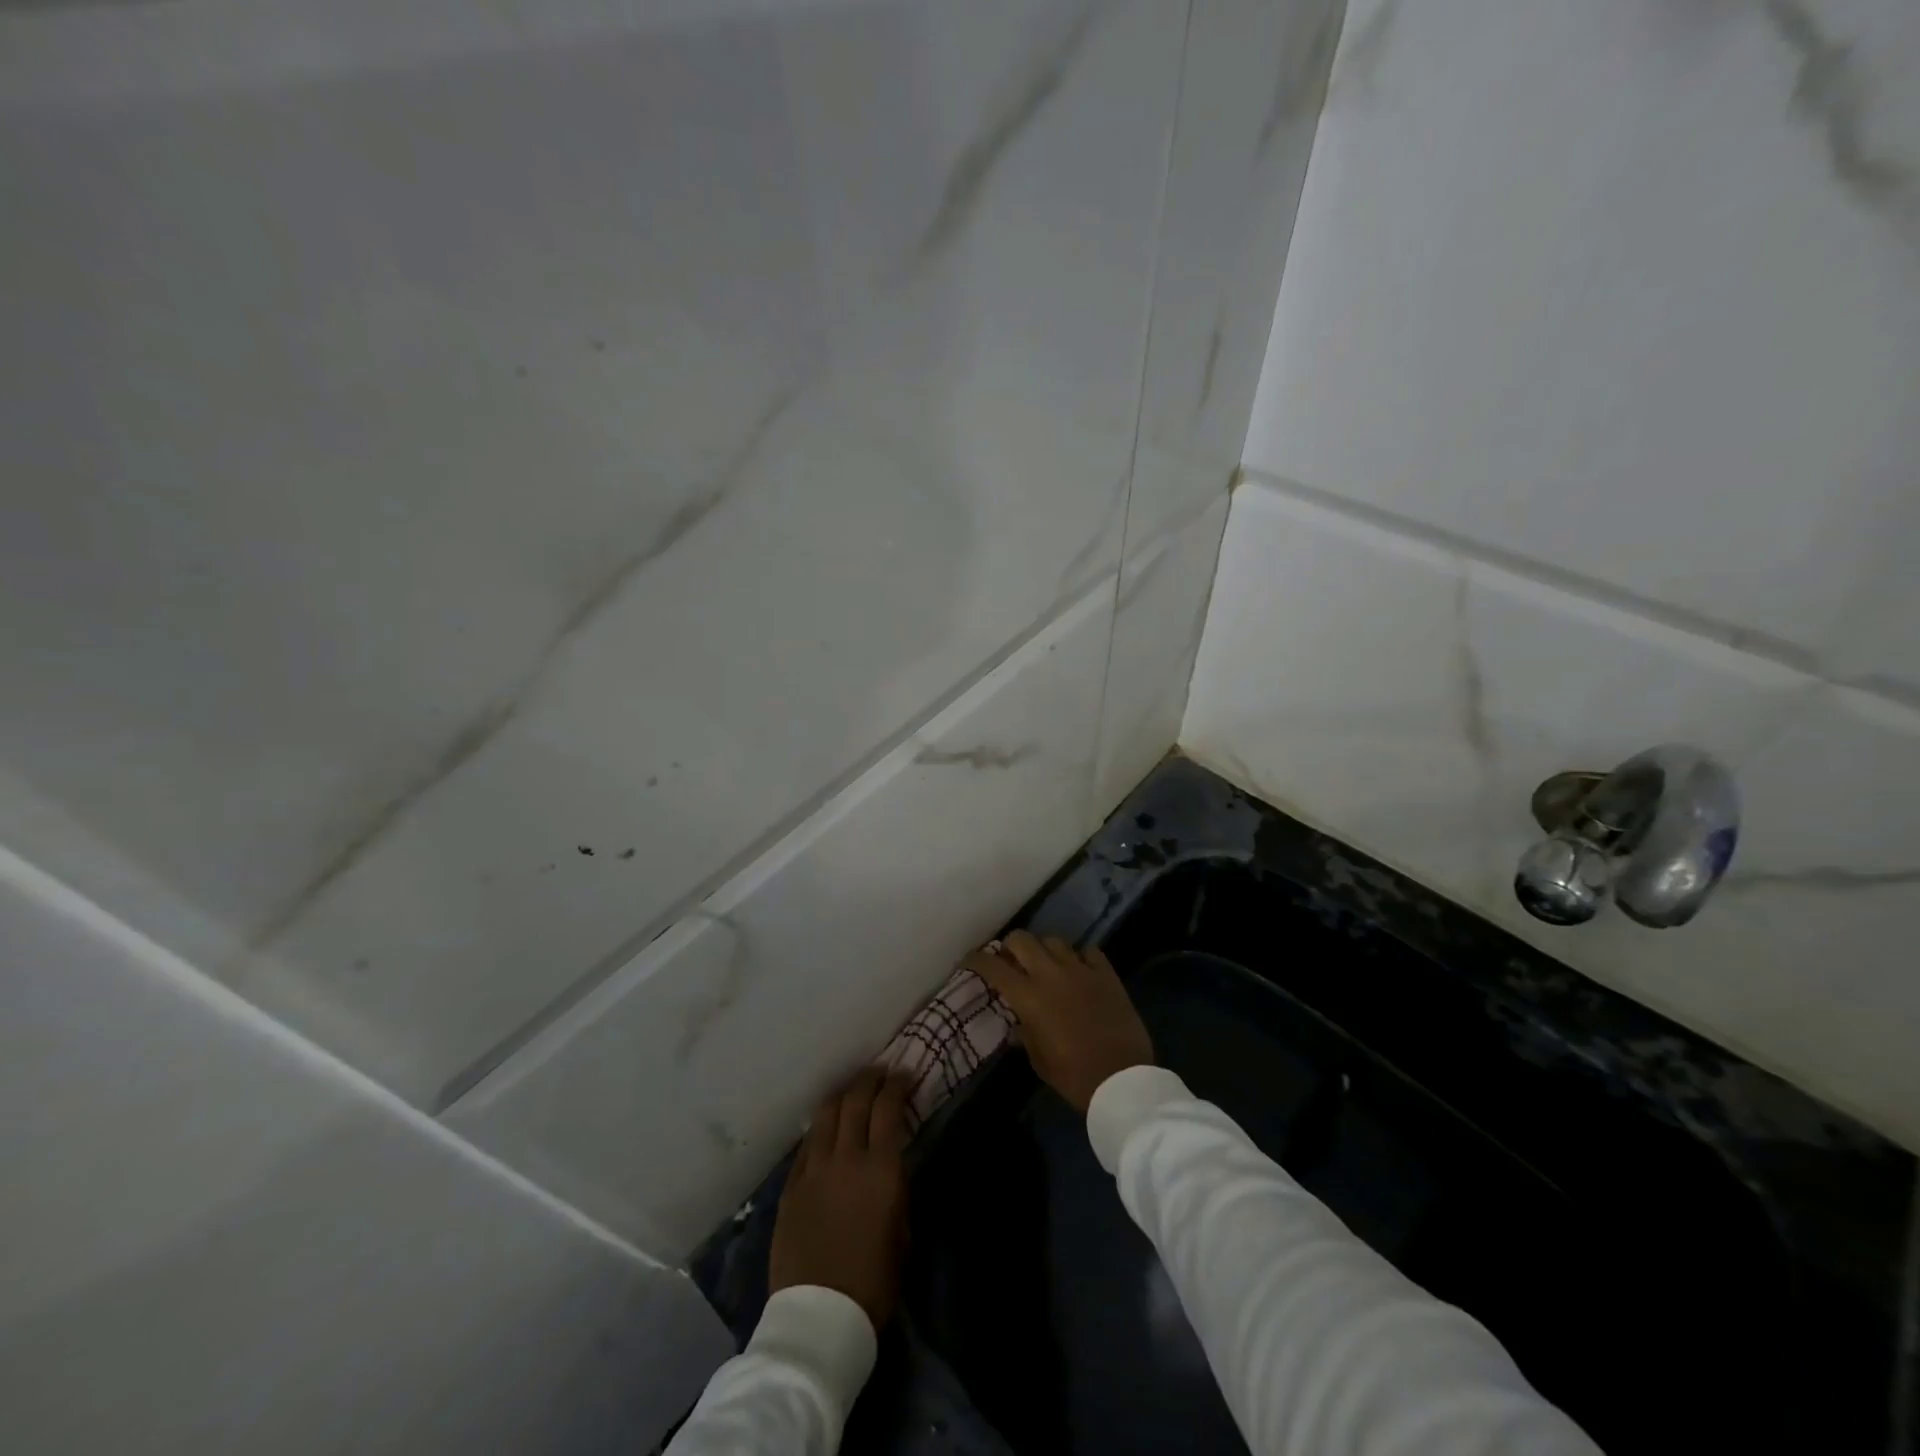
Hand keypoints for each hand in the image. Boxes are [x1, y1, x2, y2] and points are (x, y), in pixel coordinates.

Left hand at [770, 1069, 912, 1329]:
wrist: (819, 1317)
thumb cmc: (873, 1281)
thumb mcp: (902, 1232)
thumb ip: (896, 1189)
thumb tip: (891, 1165)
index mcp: (880, 1169)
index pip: (888, 1108)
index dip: (897, 1085)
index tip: (905, 1074)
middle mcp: (846, 1158)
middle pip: (855, 1100)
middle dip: (870, 1079)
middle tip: (880, 1071)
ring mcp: (814, 1169)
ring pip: (826, 1113)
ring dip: (842, 1094)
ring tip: (852, 1088)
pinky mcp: (791, 1185)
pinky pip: (807, 1143)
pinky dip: (821, 1126)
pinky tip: (826, 1126)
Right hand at [966, 931, 1153, 1113]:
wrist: (1122, 1079)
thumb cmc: (1074, 1076)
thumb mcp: (1040, 1061)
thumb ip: (1025, 1034)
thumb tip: (1017, 1024)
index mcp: (1029, 997)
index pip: (994, 967)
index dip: (977, 959)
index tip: (969, 960)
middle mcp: (1051, 974)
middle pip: (1022, 940)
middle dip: (1011, 946)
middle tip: (1010, 960)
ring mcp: (1081, 970)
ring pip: (1054, 940)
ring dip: (1044, 950)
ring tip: (1045, 964)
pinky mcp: (1107, 974)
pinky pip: (1089, 952)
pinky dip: (1080, 957)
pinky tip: (1079, 969)